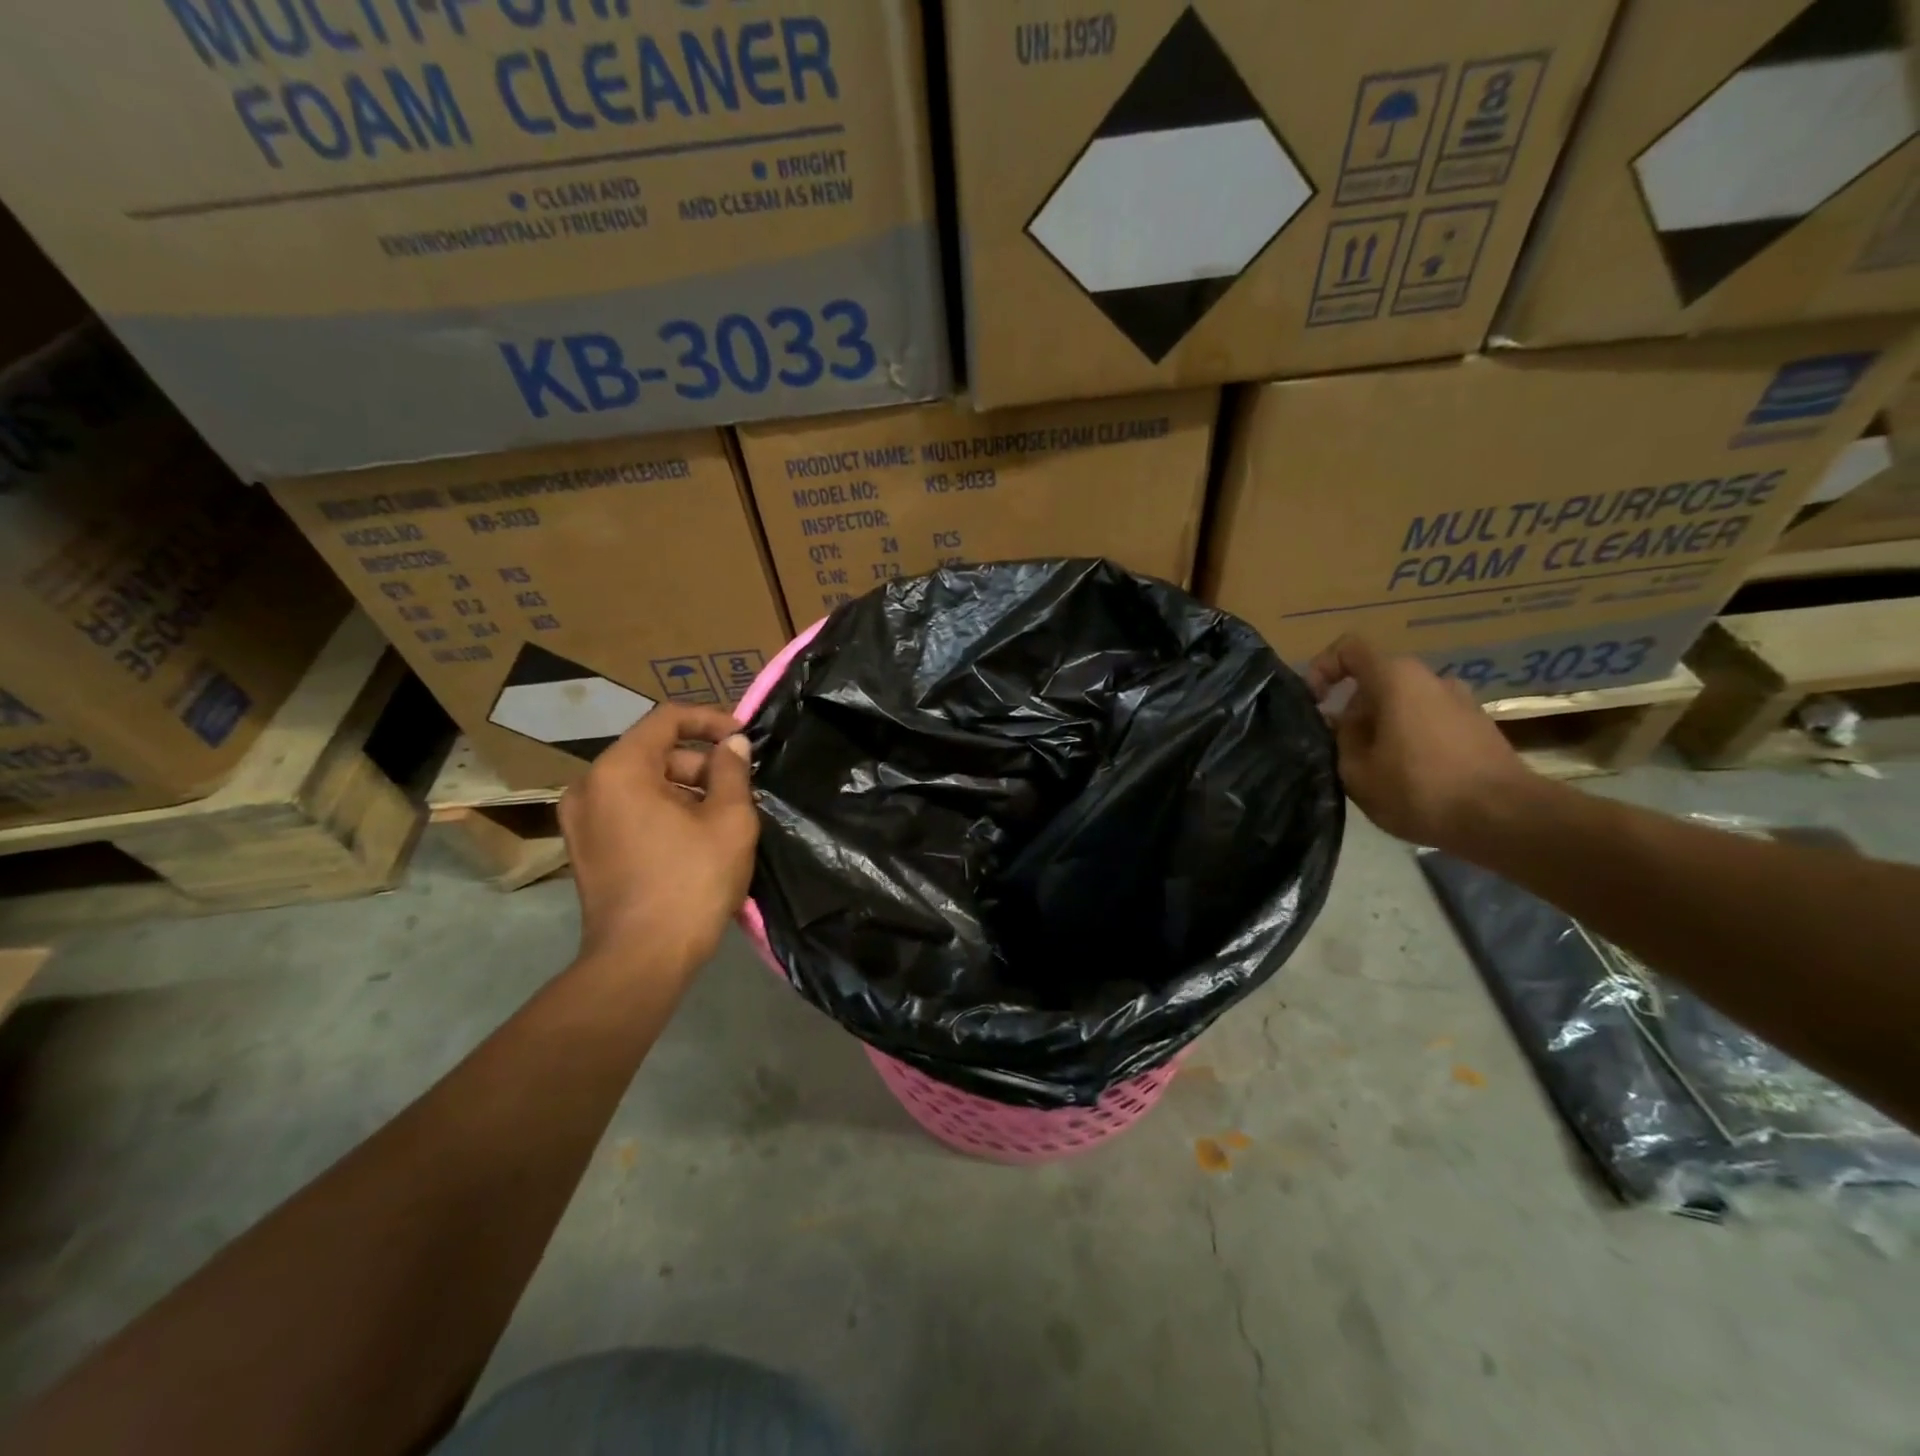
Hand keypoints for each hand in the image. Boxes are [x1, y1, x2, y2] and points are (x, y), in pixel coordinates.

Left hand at [558, 704, 757, 968]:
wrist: (642, 960)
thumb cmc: (691, 882)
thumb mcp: (729, 820)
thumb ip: (732, 771)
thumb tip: (732, 744)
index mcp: (619, 770)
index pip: (666, 719)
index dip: (711, 720)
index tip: (744, 738)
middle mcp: (589, 786)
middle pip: (653, 752)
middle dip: (700, 763)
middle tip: (739, 789)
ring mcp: (580, 820)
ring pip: (641, 783)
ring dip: (684, 789)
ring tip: (723, 817)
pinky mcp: (584, 849)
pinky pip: (628, 810)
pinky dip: (662, 811)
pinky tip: (694, 838)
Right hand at [1306, 634, 1530, 852]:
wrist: (1505, 818)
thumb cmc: (1419, 789)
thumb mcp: (1356, 771)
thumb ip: (1340, 738)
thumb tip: (1340, 722)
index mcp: (1397, 678)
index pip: (1349, 648)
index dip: (1323, 668)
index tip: (1313, 703)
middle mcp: (1431, 678)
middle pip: (1377, 682)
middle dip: (1352, 711)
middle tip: (1341, 752)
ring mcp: (1460, 701)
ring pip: (1403, 704)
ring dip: (1381, 728)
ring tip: (1375, 770)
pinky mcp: (1479, 726)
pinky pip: (1429, 722)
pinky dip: (1410, 739)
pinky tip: (1409, 778)